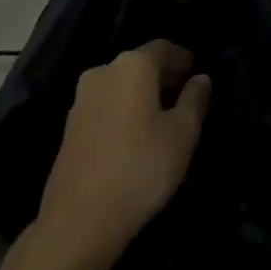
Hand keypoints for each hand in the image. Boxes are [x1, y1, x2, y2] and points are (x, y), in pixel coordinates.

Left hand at [38, 40, 210, 263]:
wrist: (78, 221)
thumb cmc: (140, 168)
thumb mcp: (182, 134)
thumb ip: (194, 99)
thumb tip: (200, 78)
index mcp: (132, 65)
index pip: (164, 48)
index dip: (183, 59)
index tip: (196, 75)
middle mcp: (103, 71)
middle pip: (140, 64)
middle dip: (163, 76)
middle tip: (184, 97)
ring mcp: (82, 99)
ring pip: (121, 85)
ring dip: (142, 94)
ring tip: (162, 119)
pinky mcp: (70, 126)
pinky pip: (106, 105)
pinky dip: (124, 110)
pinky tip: (136, 137)